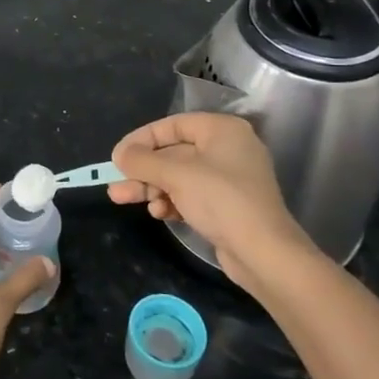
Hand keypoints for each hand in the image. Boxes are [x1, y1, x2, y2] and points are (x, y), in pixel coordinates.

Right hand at [109, 112, 320, 296]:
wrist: (264, 253)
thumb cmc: (221, 200)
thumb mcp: (175, 174)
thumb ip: (143, 160)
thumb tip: (120, 154)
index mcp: (221, 130)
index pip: (172, 125)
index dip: (141, 139)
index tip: (117, 156)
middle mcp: (227, 149)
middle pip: (173, 153)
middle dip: (142, 170)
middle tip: (115, 184)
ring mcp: (228, 179)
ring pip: (178, 176)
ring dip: (151, 187)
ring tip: (124, 199)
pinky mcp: (227, 205)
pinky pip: (191, 195)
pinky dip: (171, 201)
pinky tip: (159, 213)